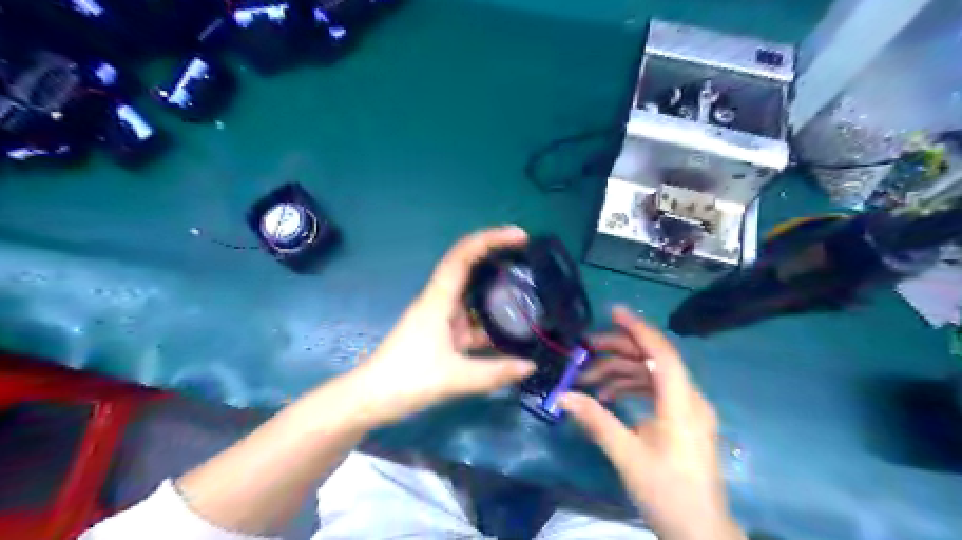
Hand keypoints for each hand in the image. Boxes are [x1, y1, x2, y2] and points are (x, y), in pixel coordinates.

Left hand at [354, 225, 537, 422]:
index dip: (490, 239)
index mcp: (438, 300)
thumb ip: (494, 373)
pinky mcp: (443, 334)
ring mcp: (441, 317)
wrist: (372, 398)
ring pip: (473, 294)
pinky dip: (491, 320)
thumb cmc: (406, 379)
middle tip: (529, 256)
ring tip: (529, 288)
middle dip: (497, 256)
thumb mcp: (454, 378)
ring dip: (496, 288)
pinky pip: (472, 319)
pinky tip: (512, 328)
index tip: (519, 236)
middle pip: (469, 267)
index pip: (463, 256)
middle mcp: (440, 301)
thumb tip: (530, 366)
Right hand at [561, 306, 737, 538]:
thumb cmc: (667, 493)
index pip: (661, 353)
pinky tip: (606, 397)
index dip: (638, 329)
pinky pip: (654, 392)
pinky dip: (630, 389)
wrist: (700, 532)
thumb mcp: (627, 456)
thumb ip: (596, 421)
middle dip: (618, 350)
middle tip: (585, 348)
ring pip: (651, 376)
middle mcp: (689, 399)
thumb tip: (563, 396)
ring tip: (587, 379)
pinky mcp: (681, 420)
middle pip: (653, 360)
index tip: (613, 312)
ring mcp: (687, 410)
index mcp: (682, 404)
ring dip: (619, 372)